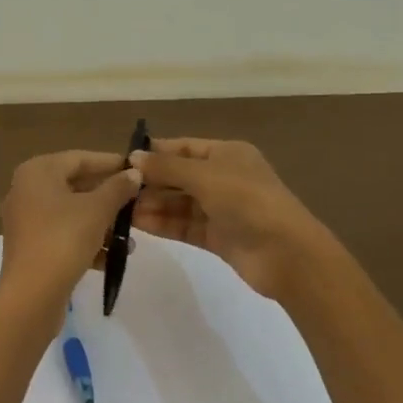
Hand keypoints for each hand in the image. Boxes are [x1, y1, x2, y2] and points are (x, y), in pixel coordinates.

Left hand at [0, 150, 143, 324]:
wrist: (31, 296)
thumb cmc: (64, 240)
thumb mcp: (98, 210)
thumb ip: (118, 188)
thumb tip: (133, 173)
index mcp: (38, 172)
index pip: (80, 158)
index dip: (111, 163)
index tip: (138, 170)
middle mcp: (26, 190)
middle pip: (76, 186)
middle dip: (109, 198)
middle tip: (138, 204)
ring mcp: (26, 220)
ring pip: (72, 213)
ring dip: (102, 224)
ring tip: (130, 240)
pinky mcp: (30, 247)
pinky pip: (63, 235)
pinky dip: (86, 242)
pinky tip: (110, 258)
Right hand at [132, 138, 332, 299]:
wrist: (287, 254)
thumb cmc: (247, 202)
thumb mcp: (206, 177)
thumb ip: (167, 168)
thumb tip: (133, 157)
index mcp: (228, 154)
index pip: (184, 147)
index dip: (155, 153)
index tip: (122, 161)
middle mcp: (224, 178)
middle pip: (179, 176)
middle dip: (150, 182)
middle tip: (115, 189)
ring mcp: (221, 209)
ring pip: (180, 203)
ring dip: (153, 205)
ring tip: (119, 209)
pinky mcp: (218, 237)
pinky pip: (184, 225)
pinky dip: (163, 223)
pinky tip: (137, 223)